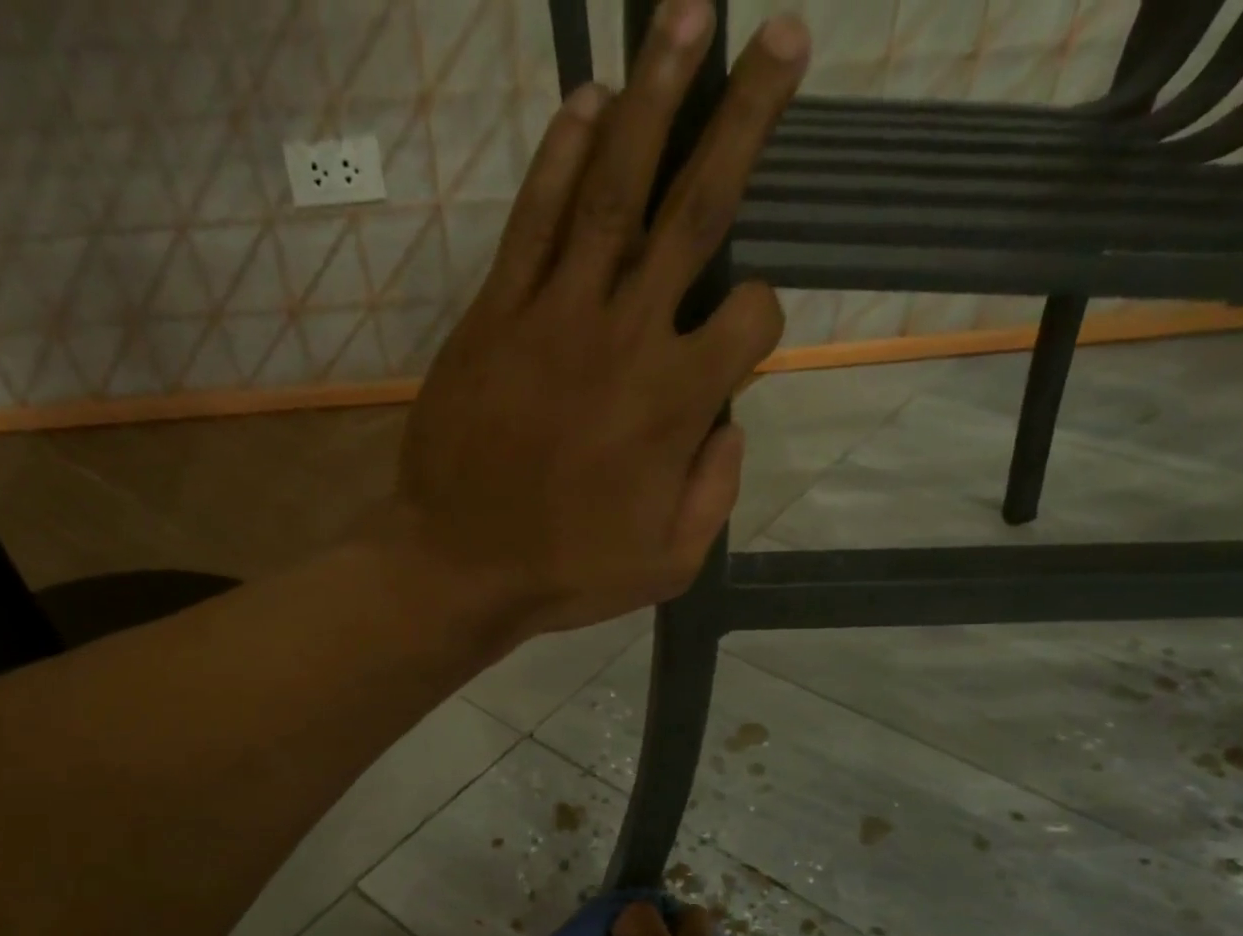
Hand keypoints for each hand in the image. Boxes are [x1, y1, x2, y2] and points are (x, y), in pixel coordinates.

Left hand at [390, 1, 809, 636]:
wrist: (460, 566)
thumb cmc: (567, 573)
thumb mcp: (669, 562)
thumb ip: (717, 490)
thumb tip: (733, 422)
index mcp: (678, 403)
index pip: (752, 317)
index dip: (761, 318)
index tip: (740, 338)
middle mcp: (628, 338)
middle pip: (699, 210)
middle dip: (747, 119)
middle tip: (783, 35)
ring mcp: (556, 317)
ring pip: (616, 189)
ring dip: (656, 96)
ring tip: (686, 15)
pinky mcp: (495, 316)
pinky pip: (533, 222)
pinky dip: (560, 158)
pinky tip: (587, 103)